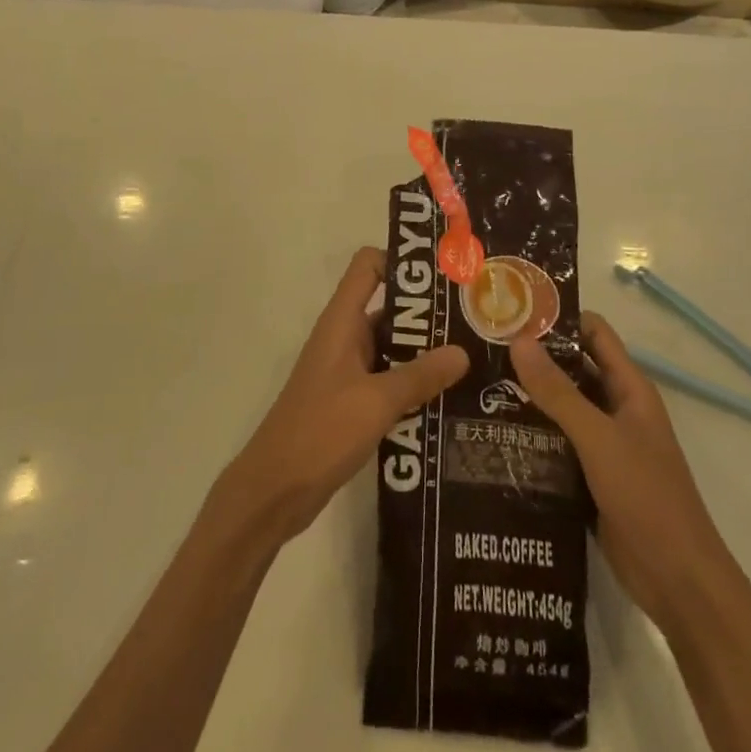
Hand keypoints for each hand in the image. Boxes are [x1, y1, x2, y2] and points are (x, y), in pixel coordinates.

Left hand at [217, 247, 467, 549]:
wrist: (275, 489)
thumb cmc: (321, 430)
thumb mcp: (377, 401)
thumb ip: (420, 375)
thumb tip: (463, 351)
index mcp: (342, 321)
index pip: (368, 266)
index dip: (401, 262)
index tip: (442, 277)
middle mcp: (344, 337)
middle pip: (388, 307)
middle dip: (428, 314)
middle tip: (475, 323)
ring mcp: (347, 370)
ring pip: (392, 347)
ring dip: (425, 353)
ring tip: (473, 362)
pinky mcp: (351, 401)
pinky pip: (388, 380)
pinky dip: (413, 384)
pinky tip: (448, 401)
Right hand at [512, 313, 721, 631]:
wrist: (679, 583)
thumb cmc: (647, 497)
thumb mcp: (599, 439)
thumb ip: (558, 392)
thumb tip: (518, 340)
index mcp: (629, 389)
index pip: (594, 334)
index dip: (559, 317)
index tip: (514, 310)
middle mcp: (616, 409)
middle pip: (573, 368)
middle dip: (534, 357)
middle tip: (485, 346)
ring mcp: (604, 444)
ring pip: (562, 407)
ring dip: (529, 396)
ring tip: (479, 383)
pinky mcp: (590, 476)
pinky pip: (557, 443)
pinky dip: (532, 434)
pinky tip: (495, 431)